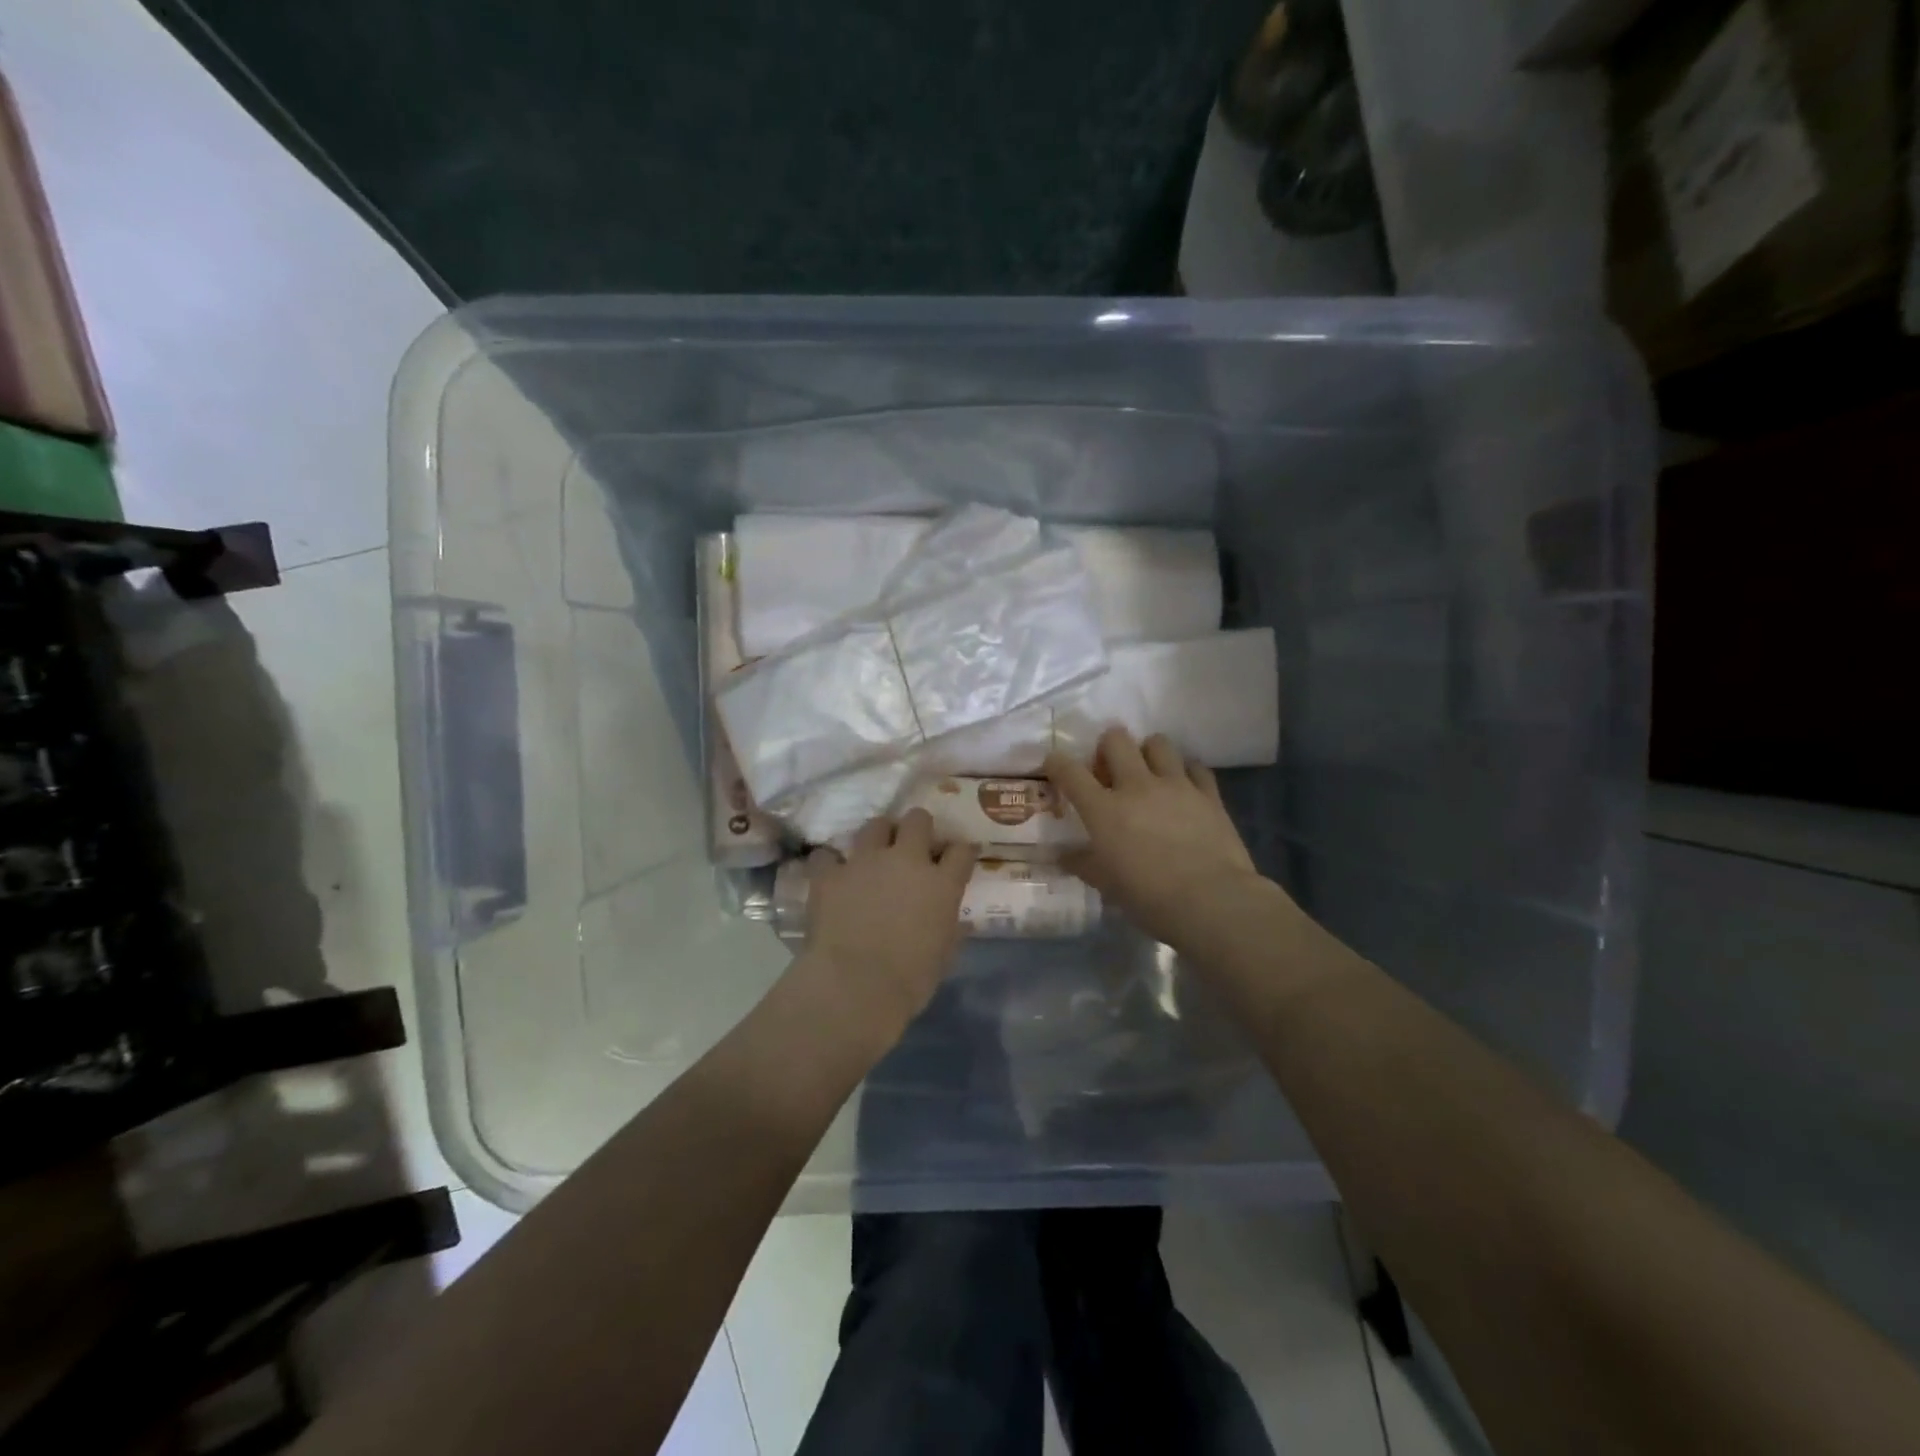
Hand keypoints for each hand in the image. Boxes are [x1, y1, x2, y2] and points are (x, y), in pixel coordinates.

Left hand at [798, 809, 978, 1043]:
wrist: (856, 986)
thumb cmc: (910, 979)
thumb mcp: (944, 955)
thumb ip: (951, 929)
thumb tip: (956, 922)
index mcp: (942, 883)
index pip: (962, 851)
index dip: (961, 851)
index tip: (958, 857)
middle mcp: (906, 860)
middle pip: (918, 819)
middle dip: (918, 828)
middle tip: (913, 846)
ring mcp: (865, 861)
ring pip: (875, 825)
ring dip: (878, 836)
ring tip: (874, 854)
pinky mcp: (830, 874)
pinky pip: (827, 855)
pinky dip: (829, 863)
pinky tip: (830, 874)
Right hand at [1045, 728, 1267, 950]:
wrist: (1212, 902)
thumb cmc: (1150, 898)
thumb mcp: (1107, 885)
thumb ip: (1082, 863)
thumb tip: (1062, 855)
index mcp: (1104, 809)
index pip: (1070, 772)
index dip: (1056, 763)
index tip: (1054, 765)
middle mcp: (1137, 786)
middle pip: (1116, 740)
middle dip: (1107, 747)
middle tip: (1109, 769)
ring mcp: (1176, 785)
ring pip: (1158, 743)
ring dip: (1148, 752)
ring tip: (1148, 772)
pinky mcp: (1208, 794)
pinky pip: (1196, 767)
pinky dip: (1186, 772)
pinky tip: (1184, 788)